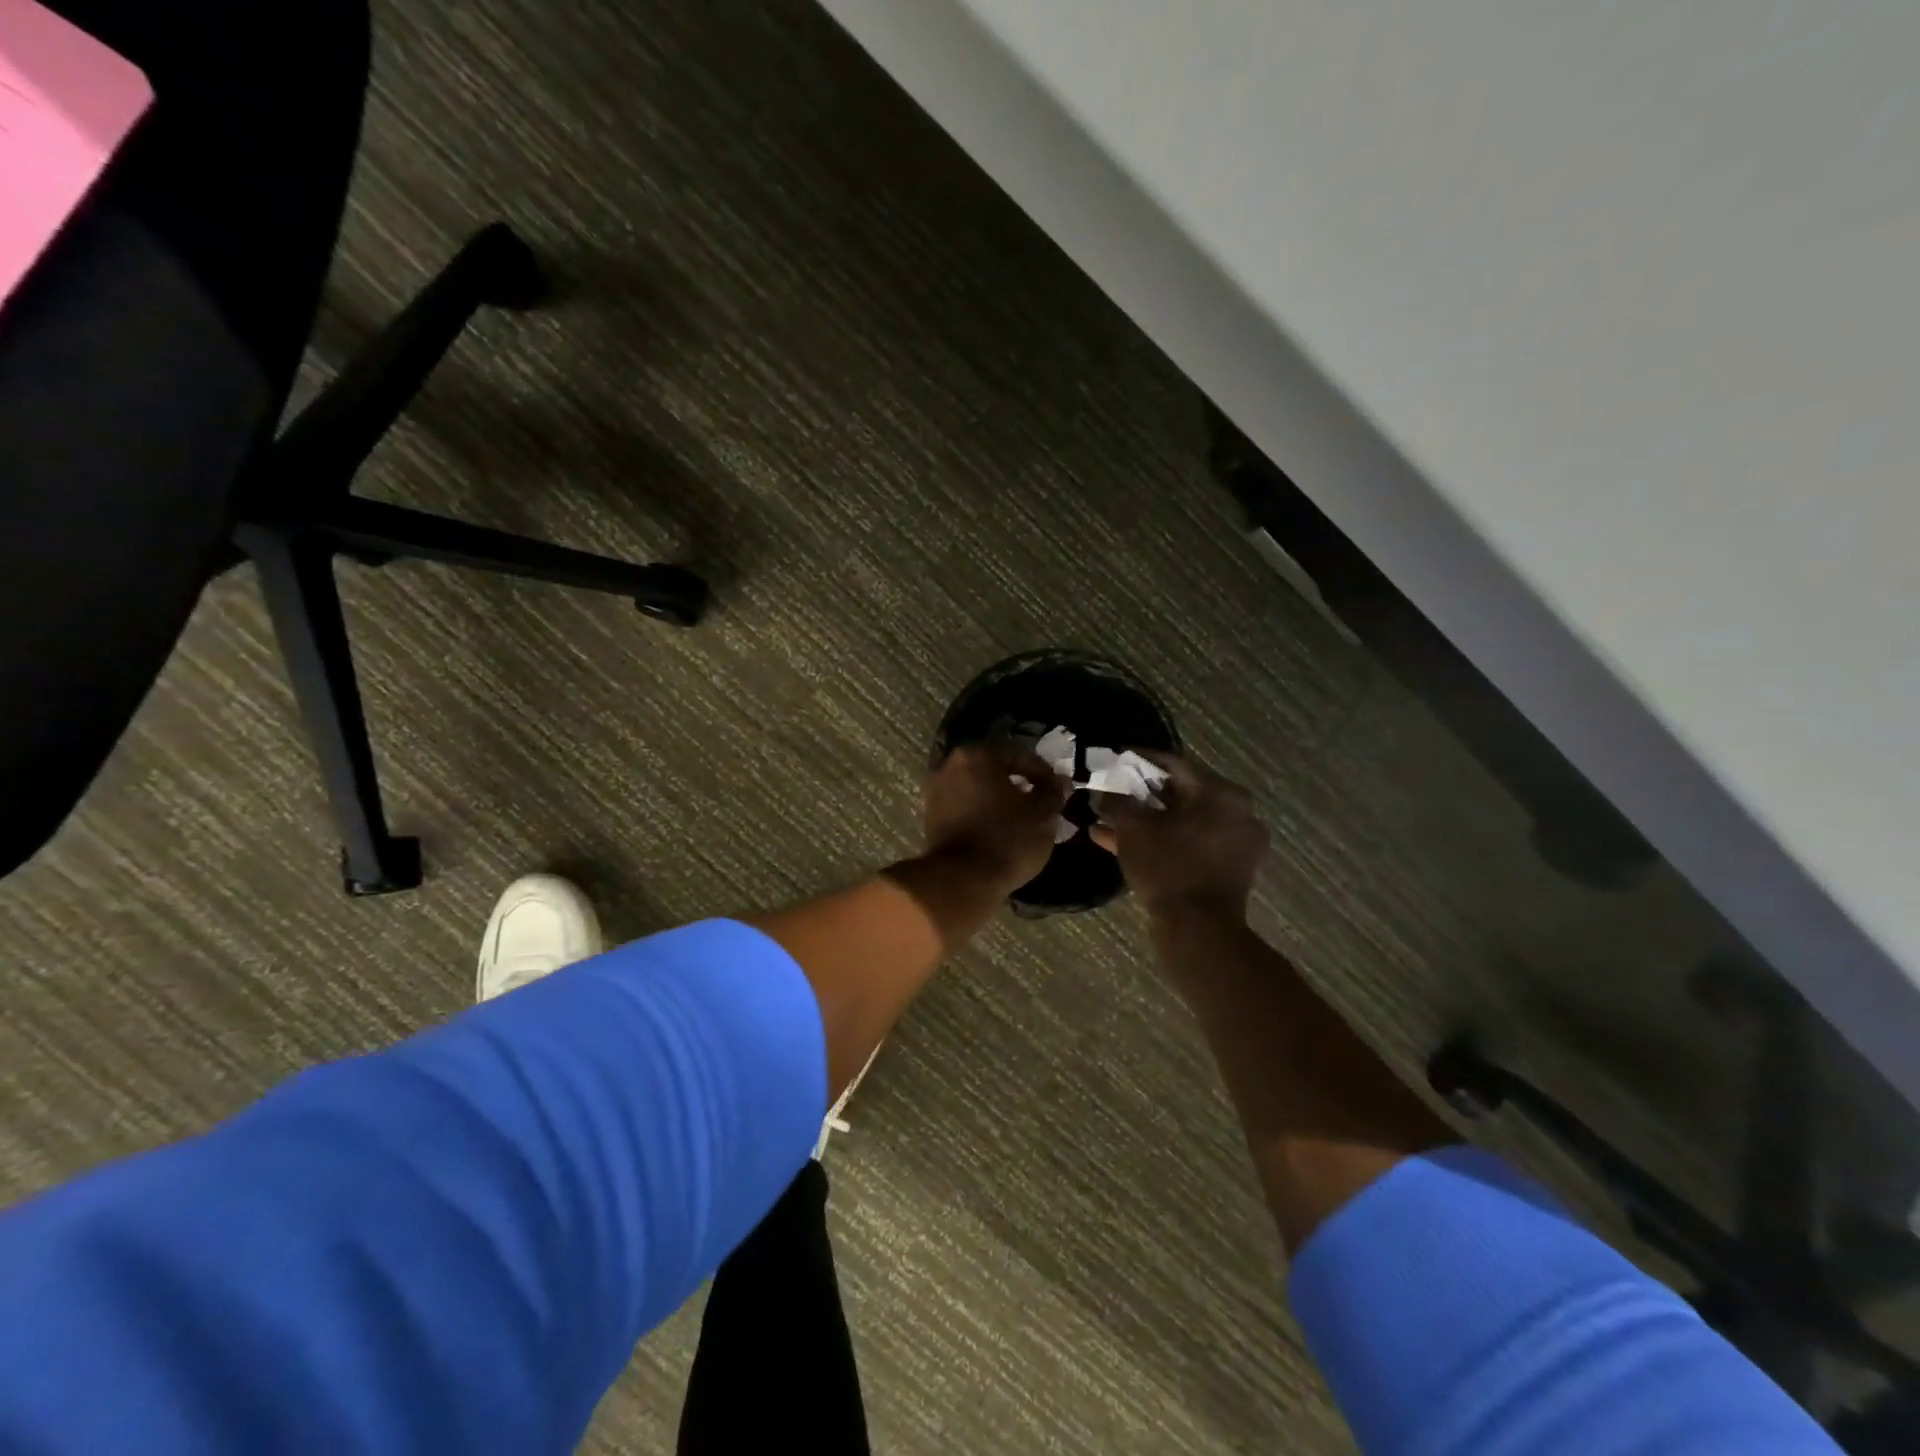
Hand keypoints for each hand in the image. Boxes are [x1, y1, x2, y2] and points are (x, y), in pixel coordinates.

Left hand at [920, 744, 1068, 895]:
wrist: (962, 881)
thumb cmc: (1007, 839)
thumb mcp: (1042, 814)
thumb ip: (1053, 791)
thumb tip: (1060, 780)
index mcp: (976, 755)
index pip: (1019, 756)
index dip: (1043, 773)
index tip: (1058, 792)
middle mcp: (949, 766)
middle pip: (994, 770)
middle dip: (1019, 785)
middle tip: (1041, 804)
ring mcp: (935, 792)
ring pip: (978, 789)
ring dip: (1000, 800)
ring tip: (1022, 820)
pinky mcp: (930, 818)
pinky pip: (964, 807)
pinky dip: (982, 814)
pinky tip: (1000, 830)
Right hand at [1092, 752, 1267, 917]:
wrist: (1199, 929)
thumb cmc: (1167, 867)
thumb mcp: (1133, 828)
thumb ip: (1116, 800)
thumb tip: (1103, 789)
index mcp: (1220, 792)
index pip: (1173, 764)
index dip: (1138, 758)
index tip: (1114, 755)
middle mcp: (1237, 812)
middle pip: (1180, 793)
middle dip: (1140, 794)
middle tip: (1112, 790)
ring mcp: (1237, 842)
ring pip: (1182, 821)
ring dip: (1146, 820)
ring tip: (1108, 821)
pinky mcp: (1230, 868)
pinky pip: (1191, 843)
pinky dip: (1162, 841)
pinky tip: (1121, 844)